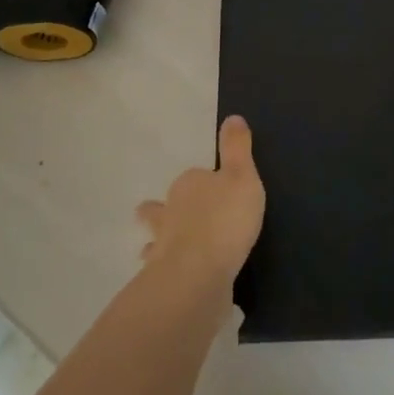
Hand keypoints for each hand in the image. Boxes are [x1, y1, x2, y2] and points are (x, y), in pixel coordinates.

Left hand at [136, 115, 265, 291]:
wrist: (197, 274)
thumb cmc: (225, 219)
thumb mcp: (242, 177)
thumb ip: (237, 148)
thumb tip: (232, 117)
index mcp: (189, 184)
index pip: (196, 177)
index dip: (204, 183)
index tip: (214, 190)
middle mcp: (170, 210)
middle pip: (165, 205)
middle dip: (165, 208)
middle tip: (168, 213)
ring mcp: (163, 244)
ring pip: (157, 236)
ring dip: (156, 239)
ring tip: (152, 247)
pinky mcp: (164, 275)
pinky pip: (163, 268)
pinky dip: (165, 269)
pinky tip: (171, 276)